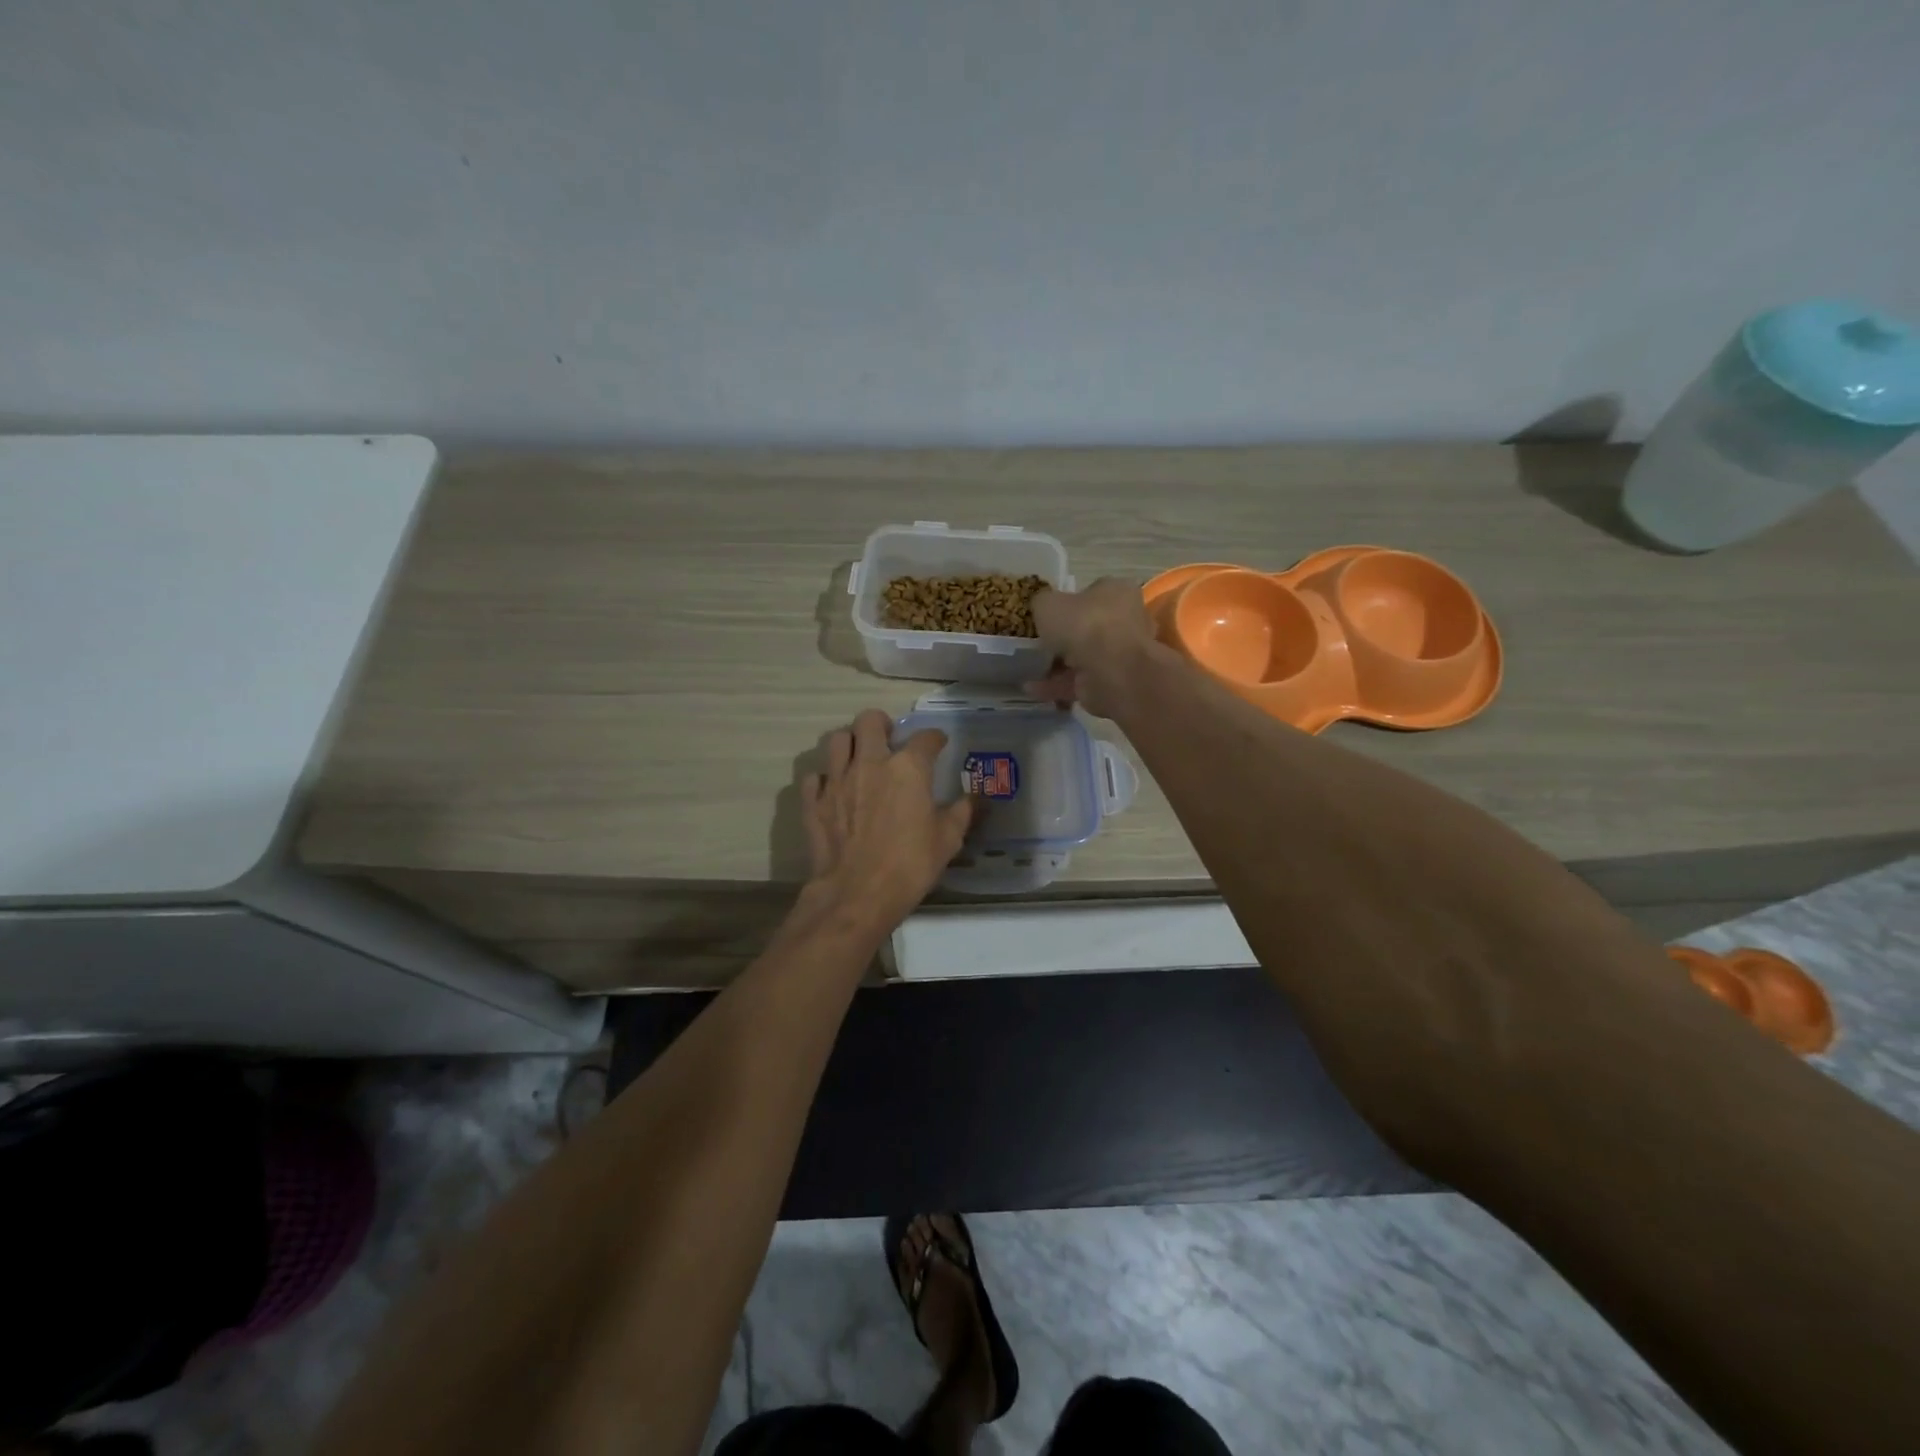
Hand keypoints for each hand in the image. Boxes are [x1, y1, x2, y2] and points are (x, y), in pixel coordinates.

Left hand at [802, 709, 973, 934]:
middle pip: (869, 720)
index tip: (938, 744)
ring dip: (850, 743)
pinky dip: (825, 778)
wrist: (857, 894)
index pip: (925, 737)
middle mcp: (870, 762)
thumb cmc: (910, 865)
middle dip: (881, 723)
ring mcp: (837, 779)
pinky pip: (816, 776)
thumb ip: (962, 812)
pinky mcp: (813, 801)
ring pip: (837, 739)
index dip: (934, 738)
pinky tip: (834, 790)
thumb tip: (975, 797)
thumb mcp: (948, 839)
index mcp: (908, 768)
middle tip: (889, 739)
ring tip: (858, 758)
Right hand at [1025, 577, 1167, 718]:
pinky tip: (1033, 689)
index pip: (1092, 593)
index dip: (1068, 603)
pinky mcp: (1114, 683)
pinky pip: (1081, 681)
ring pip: (1085, 657)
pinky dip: (1058, 685)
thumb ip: (1043, 603)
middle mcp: (1126, 620)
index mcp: (1117, 591)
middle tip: (1039, 644)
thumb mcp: (1048, 603)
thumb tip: (1043, 608)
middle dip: (1065, 637)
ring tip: (1031, 669)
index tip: (1048, 616)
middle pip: (1090, 627)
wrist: (1111, 671)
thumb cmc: (1083, 625)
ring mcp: (1122, 654)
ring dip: (1058, 665)